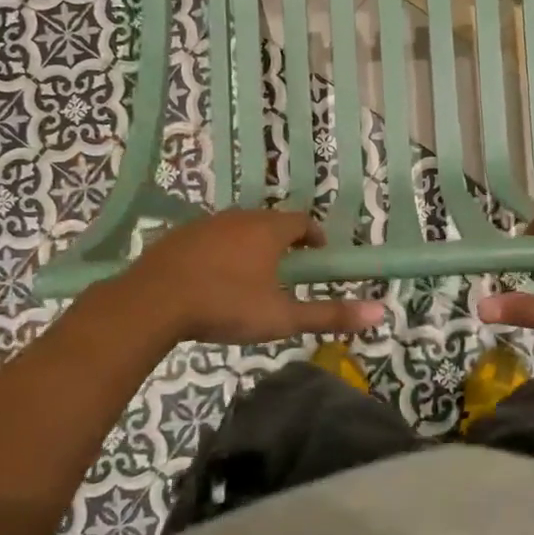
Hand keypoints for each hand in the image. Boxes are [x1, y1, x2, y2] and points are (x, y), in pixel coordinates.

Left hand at [112, 208, 385, 345]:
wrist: (152, 302)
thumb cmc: (225, 306)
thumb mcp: (282, 317)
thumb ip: (330, 314)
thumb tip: (381, 311)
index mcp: (268, 230)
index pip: (302, 222)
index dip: (314, 237)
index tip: (318, 257)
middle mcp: (239, 217)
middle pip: (270, 222)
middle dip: (283, 242)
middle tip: (288, 271)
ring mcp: (205, 225)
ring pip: (238, 229)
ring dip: (250, 246)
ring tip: (251, 278)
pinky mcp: (178, 237)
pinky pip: (209, 238)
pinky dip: (220, 253)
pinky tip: (212, 280)